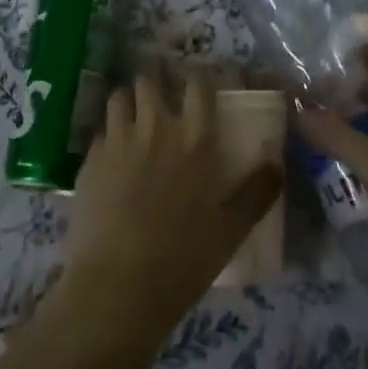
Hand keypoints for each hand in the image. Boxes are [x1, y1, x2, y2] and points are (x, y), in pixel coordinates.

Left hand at [42, 72, 281, 368]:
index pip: (197, 86)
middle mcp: (155, 128)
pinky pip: (100, 133)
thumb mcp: (231, 231)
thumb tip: (277, 164)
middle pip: (150, 81)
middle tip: (161, 103)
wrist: (116, 287)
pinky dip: (108, 138)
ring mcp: (118, 141)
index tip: (200, 87)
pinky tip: (112, 160)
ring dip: (128, 103)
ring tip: (133, 121)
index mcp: (194, 139)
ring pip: (119, 97)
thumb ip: (256, 193)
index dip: (198, 80)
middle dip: (155, 85)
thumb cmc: (182, 260)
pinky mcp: (90, 160)